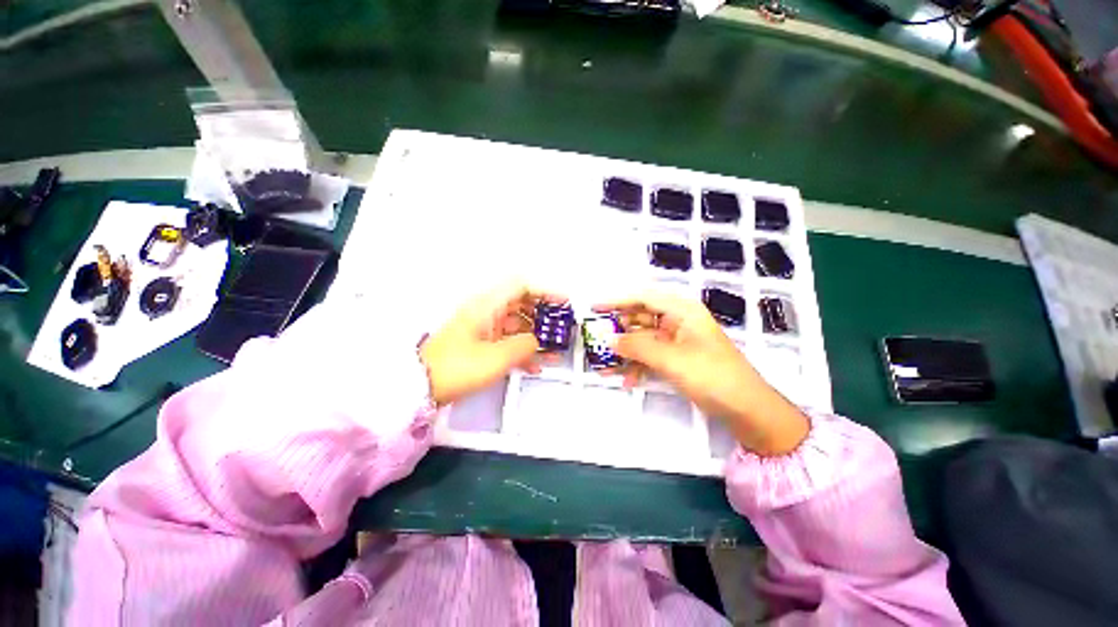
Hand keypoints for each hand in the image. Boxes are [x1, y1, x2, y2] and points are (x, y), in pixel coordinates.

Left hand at [421, 283, 564, 406]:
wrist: (421, 387)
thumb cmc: (457, 367)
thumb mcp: (497, 357)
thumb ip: (524, 345)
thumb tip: (537, 341)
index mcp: (488, 306)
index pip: (521, 286)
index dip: (545, 291)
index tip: (563, 302)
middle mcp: (487, 313)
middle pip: (522, 305)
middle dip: (544, 316)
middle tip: (562, 328)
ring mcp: (484, 329)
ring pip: (518, 325)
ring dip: (537, 336)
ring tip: (555, 350)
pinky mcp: (482, 345)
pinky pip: (509, 341)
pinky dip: (524, 349)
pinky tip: (536, 364)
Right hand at [594, 291, 808, 455]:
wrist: (748, 411)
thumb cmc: (713, 376)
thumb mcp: (671, 359)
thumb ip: (637, 347)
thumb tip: (608, 339)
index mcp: (682, 311)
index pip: (643, 298)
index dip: (617, 301)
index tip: (594, 308)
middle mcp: (678, 321)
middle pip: (641, 319)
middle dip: (618, 331)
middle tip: (595, 341)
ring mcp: (677, 342)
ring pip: (643, 340)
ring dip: (625, 352)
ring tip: (604, 365)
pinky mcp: (678, 359)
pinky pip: (651, 356)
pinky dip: (638, 366)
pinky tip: (626, 380)